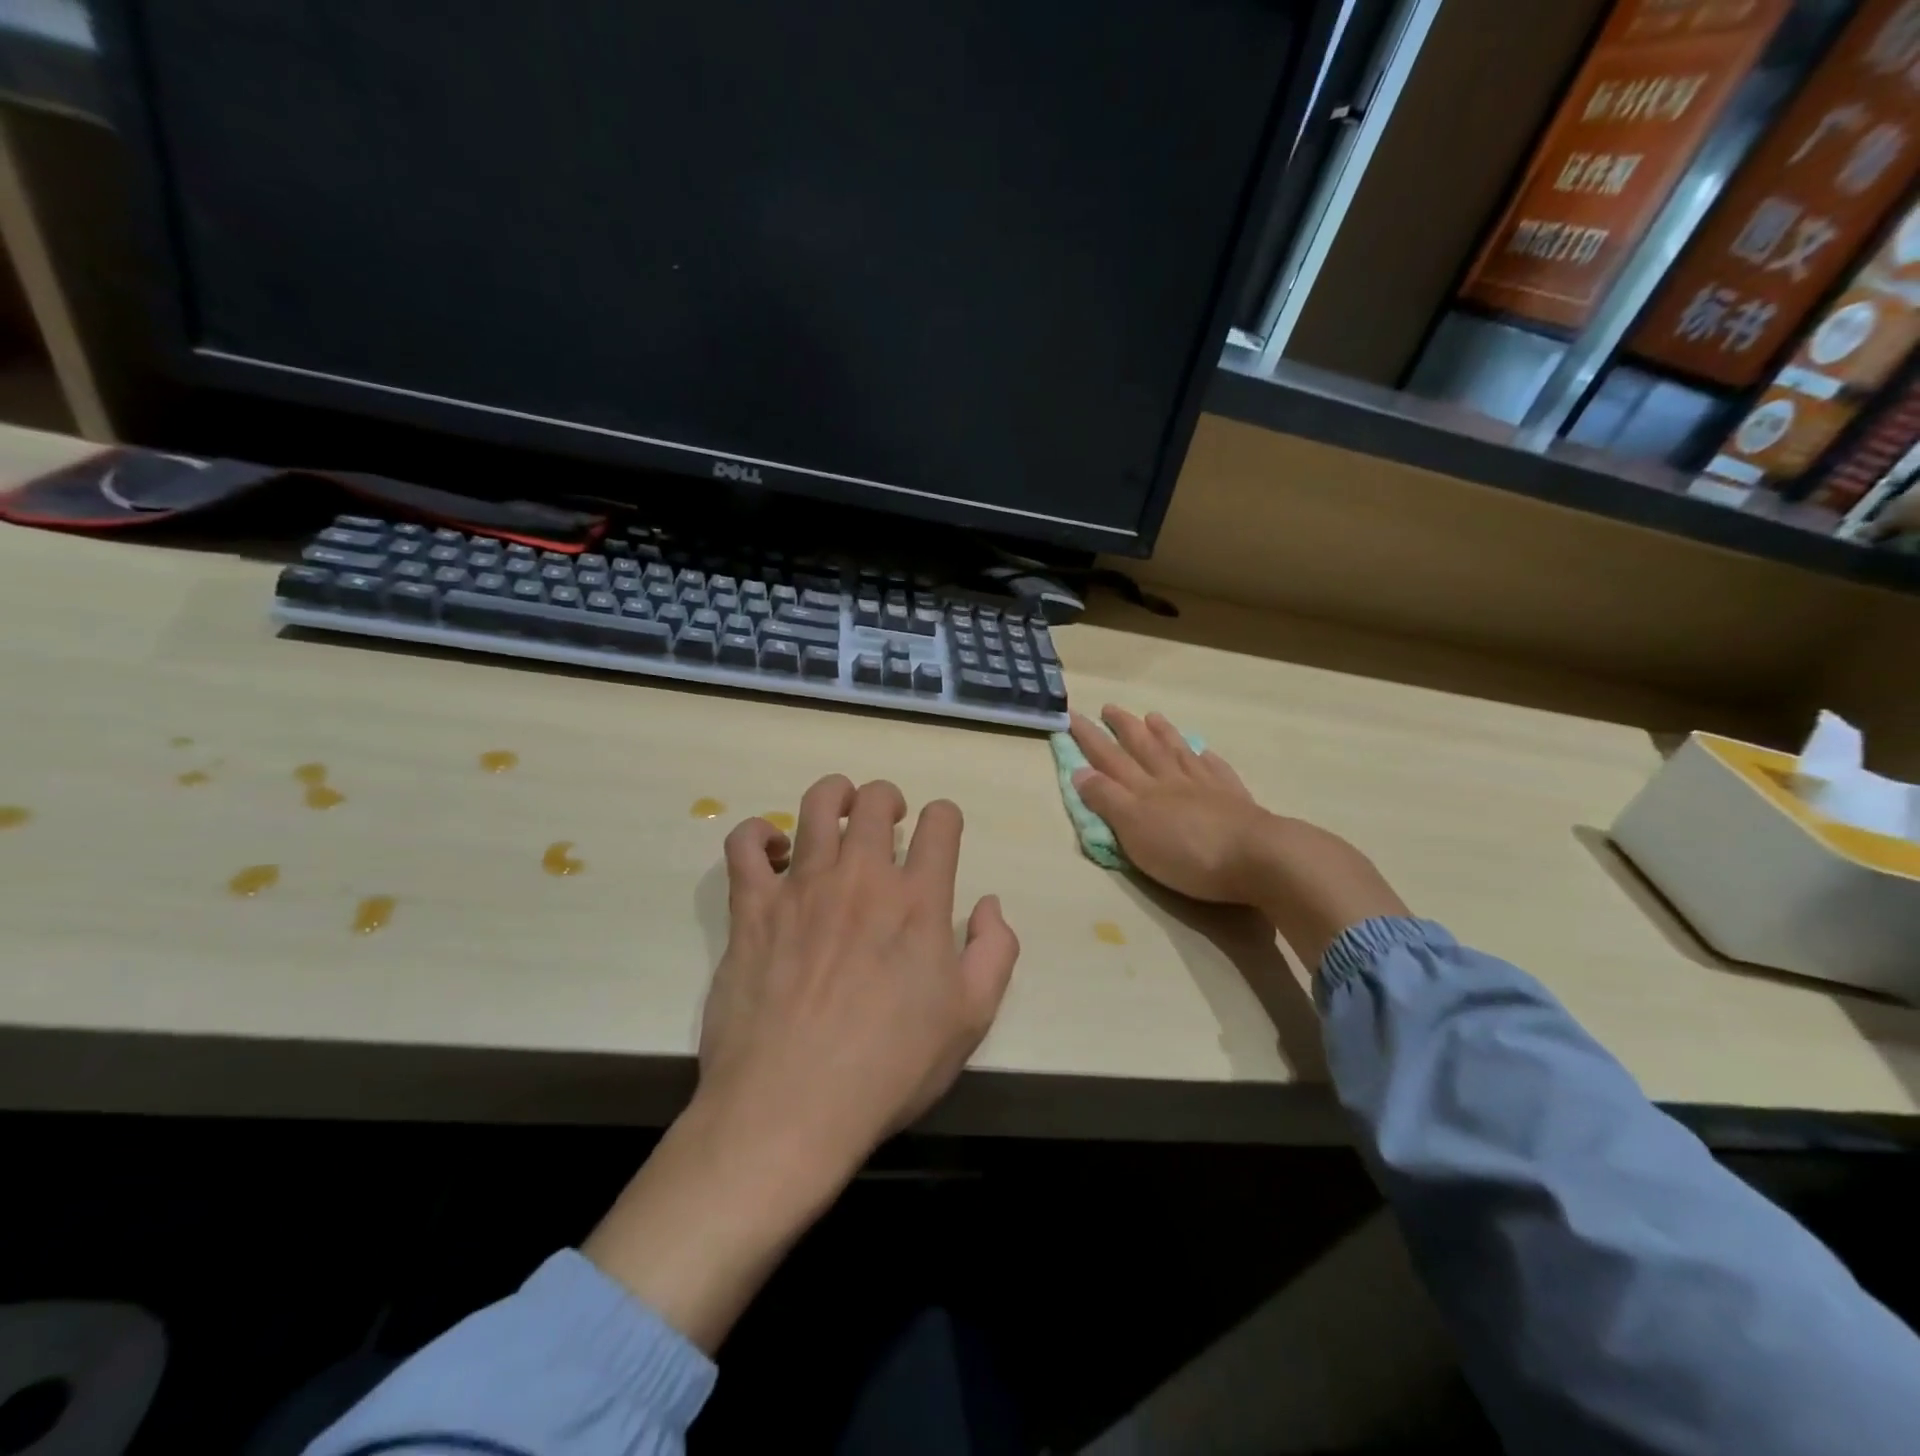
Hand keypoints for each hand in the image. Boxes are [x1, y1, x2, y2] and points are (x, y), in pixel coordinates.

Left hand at [585, 774, 1017, 1350]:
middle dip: (889, 799)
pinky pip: (745, 845)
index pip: (942, 822)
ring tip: (839, 811)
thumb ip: (994, 950)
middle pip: (876, 800)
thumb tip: (989, 903)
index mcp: (918, 900)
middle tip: (889, 821)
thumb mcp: (971, 1019)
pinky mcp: (752, 907)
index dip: (946, 818)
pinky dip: (758, 834)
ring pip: (817, 804)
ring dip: (834, 795)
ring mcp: (802, 887)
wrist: (791, 1108)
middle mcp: (862, 877)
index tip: (941, 834)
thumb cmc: (889, 1068)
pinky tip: (772, 850)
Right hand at [1070, 706, 1407, 967]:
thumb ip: (1107, 800)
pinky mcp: (1235, 800)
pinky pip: (1216, 770)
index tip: (1072, 717)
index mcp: (1144, 791)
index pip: (1109, 759)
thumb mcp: (1135, 830)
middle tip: (1109, 707)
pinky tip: (1203, 751)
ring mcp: (1207, 787)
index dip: (1089, 739)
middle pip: (1144, 748)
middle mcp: (1172, 780)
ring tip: (1152, 717)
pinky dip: (1205, 758)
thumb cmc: (1187, 852)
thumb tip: (1080, 771)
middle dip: (1123, 728)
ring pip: (1179, 752)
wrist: (1258, 858)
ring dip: (1163, 734)